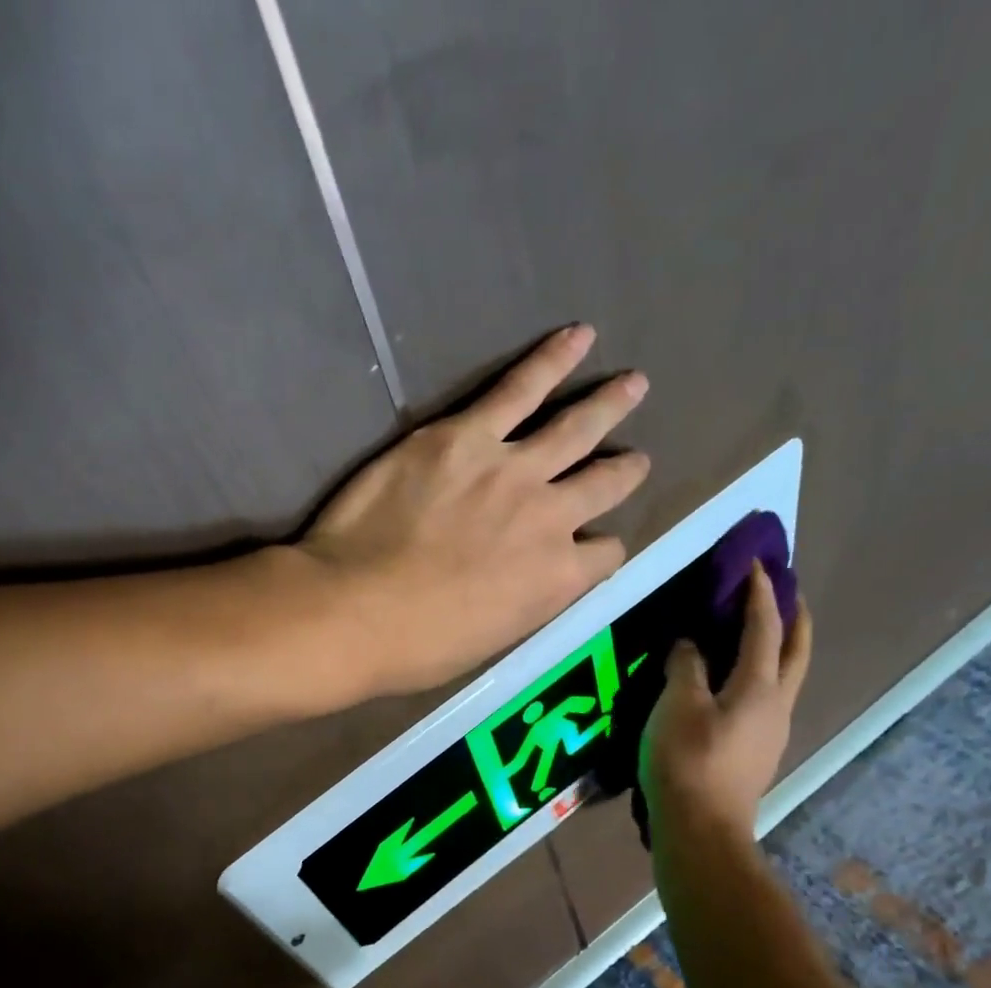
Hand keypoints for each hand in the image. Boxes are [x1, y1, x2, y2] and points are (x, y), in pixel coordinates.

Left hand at [298, 324, 650, 694]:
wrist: (354, 611)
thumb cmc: (415, 647)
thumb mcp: (489, 641)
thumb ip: (523, 603)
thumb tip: (529, 582)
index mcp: (556, 579)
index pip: (605, 555)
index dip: (602, 550)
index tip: (594, 545)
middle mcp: (550, 518)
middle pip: (603, 485)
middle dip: (625, 470)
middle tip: (636, 459)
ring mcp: (511, 470)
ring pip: (575, 428)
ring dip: (608, 405)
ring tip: (632, 384)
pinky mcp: (464, 437)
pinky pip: (519, 389)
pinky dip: (552, 360)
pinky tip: (577, 338)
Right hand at [643, 562, 812, 839]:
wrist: (701, 830)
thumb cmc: (687, 762)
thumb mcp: (676, 706)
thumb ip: (686, 667)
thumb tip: (690, 644)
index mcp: (759, 686)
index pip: (765, 627)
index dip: (761, 593)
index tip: (757, 562)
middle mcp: (777, 704)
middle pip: (796, 651)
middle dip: (793, 616)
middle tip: (785, 590)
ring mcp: (772, 732)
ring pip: (786, 676)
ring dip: (779, 646)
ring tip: (758, 631)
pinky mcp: (758, 752)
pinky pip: (768, 698)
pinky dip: (761, 673)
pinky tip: (736, 681)